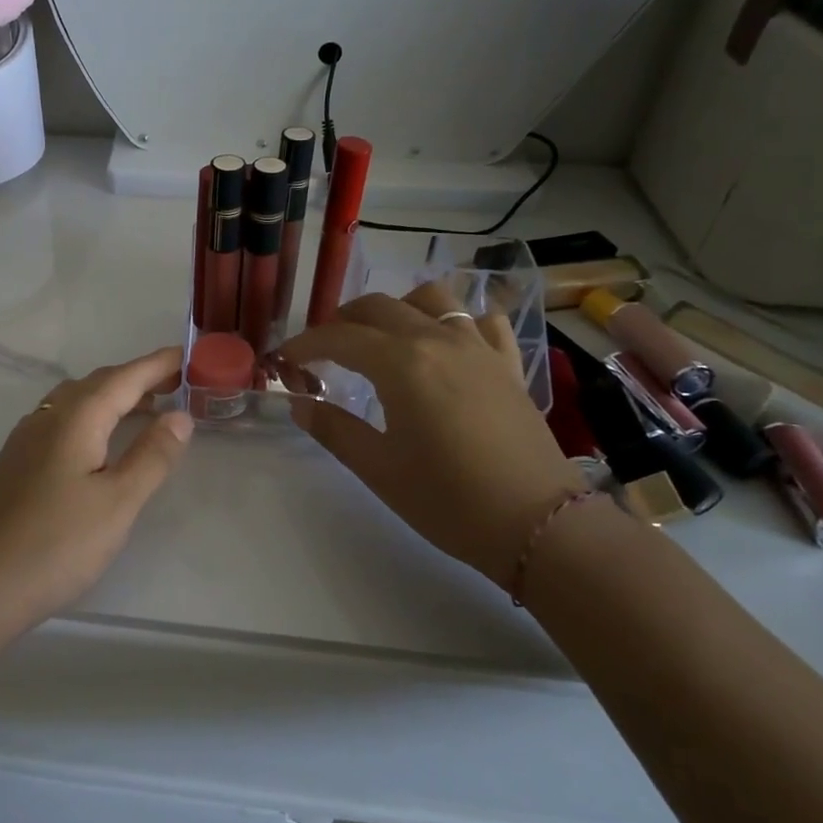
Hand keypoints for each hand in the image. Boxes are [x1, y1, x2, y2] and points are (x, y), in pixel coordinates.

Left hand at [0, 347, 192, 642]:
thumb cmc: (57, 544)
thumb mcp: (118, 502)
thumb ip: (152, 455)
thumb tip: (180, 415)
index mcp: (76, 418)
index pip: (125, 377)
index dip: (159, 364)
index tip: (190, 354)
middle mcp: (47, 417)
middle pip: (98, 383)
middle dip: (138, 378)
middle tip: (177, 384)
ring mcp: (25, 439)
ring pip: (75, 401)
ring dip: (113, 397)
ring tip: (146, 409)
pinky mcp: (14, 462)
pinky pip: (60, 420)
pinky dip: (91, 417)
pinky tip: (98, 442)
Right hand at [279, 284, 584, 590]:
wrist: (538, 524)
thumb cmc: (448, 500)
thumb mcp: (379, 469)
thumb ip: (333, 429)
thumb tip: (299, 404)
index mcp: (401, 364)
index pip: (339, 337)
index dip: (305, 344)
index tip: (284, 360)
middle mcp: (438, 340)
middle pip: (379, 306)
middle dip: (342, 321)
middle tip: (324, 350)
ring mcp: (478, 347)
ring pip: (432, 298)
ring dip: (398, 307)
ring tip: (383, 336)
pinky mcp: (508, 364)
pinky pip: (482, 321)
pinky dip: (458, 321)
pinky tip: (448, 345)